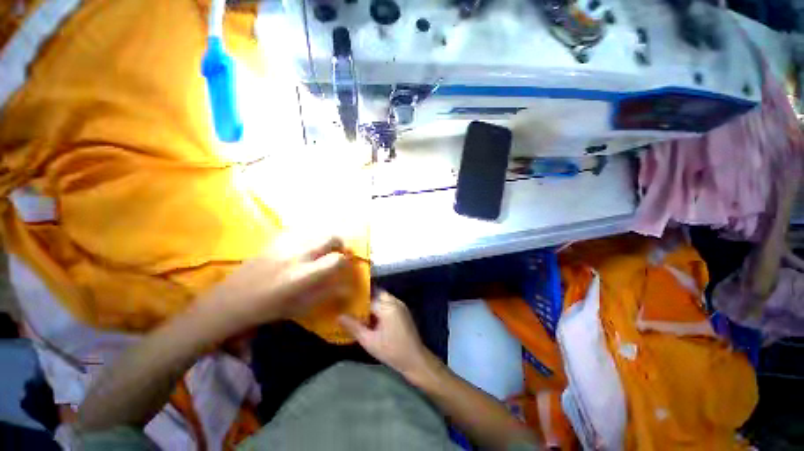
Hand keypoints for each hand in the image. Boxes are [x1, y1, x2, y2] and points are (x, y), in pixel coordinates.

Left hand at [208, 234, 350, 330]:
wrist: (234, 299)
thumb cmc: (271, 308)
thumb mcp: (303, 306)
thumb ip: (328, 293)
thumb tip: (348, 287)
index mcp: (305, 275)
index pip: (337, 259)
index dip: (345, 261)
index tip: (344, 266)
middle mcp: (298, 255)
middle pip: (330, 237)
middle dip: (339, 243)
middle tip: (338, 252)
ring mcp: (286, 244)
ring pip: (317, 231)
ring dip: (325, 239)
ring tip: (323, 248)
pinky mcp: (276, 240)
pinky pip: (301, 231)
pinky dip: (310, 236)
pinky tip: (306, 246)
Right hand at [339, 291, 433, 381]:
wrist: (415, 359)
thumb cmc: (391, 351)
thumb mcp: (369, 341)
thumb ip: (354, 327)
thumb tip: (339, 316)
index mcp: (387, 307)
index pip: (368, 297)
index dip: (356, 300)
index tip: (344, 301)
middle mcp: (395, 301)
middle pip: (377, 292)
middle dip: (365, 297)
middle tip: (352, 303)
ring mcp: (400, 305)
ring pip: (383, 296)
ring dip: (372, 300)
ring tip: (359, 308)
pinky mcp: (403, 310)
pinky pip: (388, 302)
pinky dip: (379, 305)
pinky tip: (371, 315)